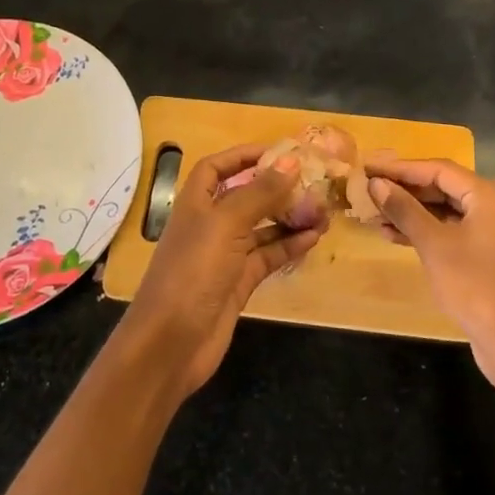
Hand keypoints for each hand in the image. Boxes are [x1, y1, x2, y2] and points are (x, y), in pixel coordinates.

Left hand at [114, 144, 325, 398]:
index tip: (279, 152)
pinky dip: (289, 246)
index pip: (216, 167)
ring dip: (289, 217)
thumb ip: (259, 193)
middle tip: (312, 182)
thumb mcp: (226, 224)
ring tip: (322, 210)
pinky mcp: (238, 283)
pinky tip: (314, 238)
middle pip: (244, 196)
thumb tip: (291, 163)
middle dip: (275, 188)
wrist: (172, 342)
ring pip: (261, 227)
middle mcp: (209, 224)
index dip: (243, 156)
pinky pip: (268, 256)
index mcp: (195, 203)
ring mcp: (224, 255)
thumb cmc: (193, 271)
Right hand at [366, 157, 494, 382]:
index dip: (401, 168)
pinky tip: (397, 237)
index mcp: (492, 197)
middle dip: (406, 191)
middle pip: (446, 189)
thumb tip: (376, 184)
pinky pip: (456, 232)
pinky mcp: (493, 257)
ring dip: (414, 213)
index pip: (440, 170)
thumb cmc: (473, 285)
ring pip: (449, 213)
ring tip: (377, 215)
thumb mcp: (433, 244)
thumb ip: (405, 210)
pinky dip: (429, 232)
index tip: (370, 167)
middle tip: (371, 190)